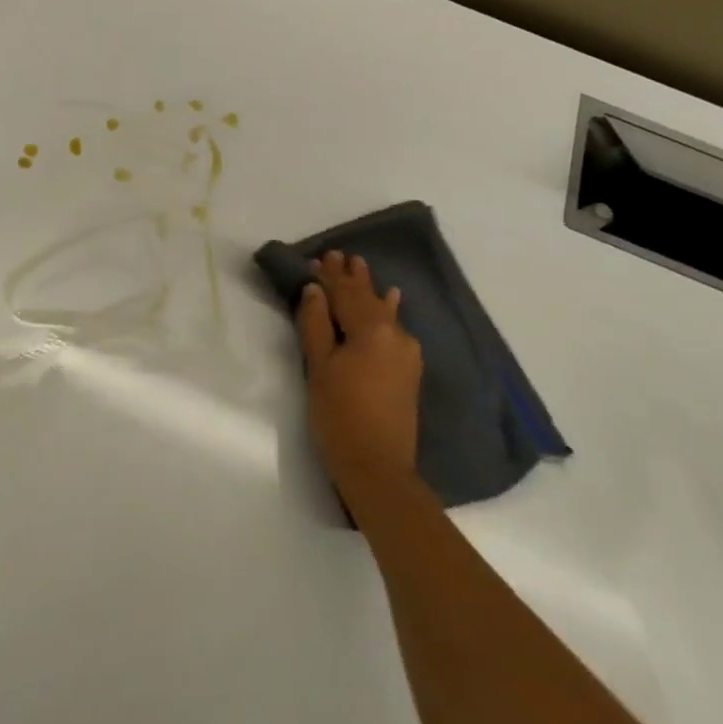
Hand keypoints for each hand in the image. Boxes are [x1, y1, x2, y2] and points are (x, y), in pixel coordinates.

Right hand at [294, 250, 423, 514]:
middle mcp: (395, 334)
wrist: (378, 468)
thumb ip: (316, 325)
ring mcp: (406, 353)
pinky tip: (391, 300)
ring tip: (360, 267)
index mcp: (371, 330)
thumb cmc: (340, 416)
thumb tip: (313, 290)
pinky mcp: (408, 370)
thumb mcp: (320, 368)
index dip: (329, 276)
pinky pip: (395, 327)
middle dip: (350, 278)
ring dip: (368, 290)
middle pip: (367, 298)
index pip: (345, 293)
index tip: (317, 257)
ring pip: (383, 311)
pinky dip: (387, 310)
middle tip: (337, 255)